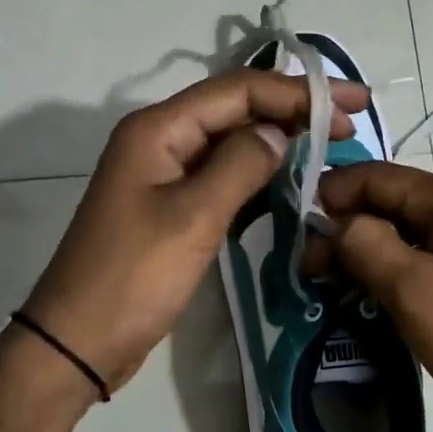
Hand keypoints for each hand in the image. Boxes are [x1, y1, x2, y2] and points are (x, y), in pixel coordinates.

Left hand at [24, 69, 369, 392]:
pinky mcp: (171, 206)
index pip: (237, 90)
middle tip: (352, 122)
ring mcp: (164, 174)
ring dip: (278, 141)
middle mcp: (160, 140)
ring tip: (331, 146)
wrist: (80, 340)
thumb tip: (278, 132)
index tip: (351, 105)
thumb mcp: (193, 217)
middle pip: (235, 110)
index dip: (297, 91)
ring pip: (230, 143)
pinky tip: (290, 182)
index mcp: (158, 129)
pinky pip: (222, 177)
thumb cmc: (134, 277)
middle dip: (293, 110)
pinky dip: (257, 176)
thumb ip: (240, 165)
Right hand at [307, 162, 432, 431]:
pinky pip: (416, 265)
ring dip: (361, 253)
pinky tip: (360, 297)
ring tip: (324, 283)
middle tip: (307, 267)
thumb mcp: (412, 288)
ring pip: (400, 237)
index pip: (378, 177)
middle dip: (344, 228)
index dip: (333, 195)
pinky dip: (384, 274)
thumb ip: (363, 244)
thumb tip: (332, 224)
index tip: (295, 228)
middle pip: (389, 204)